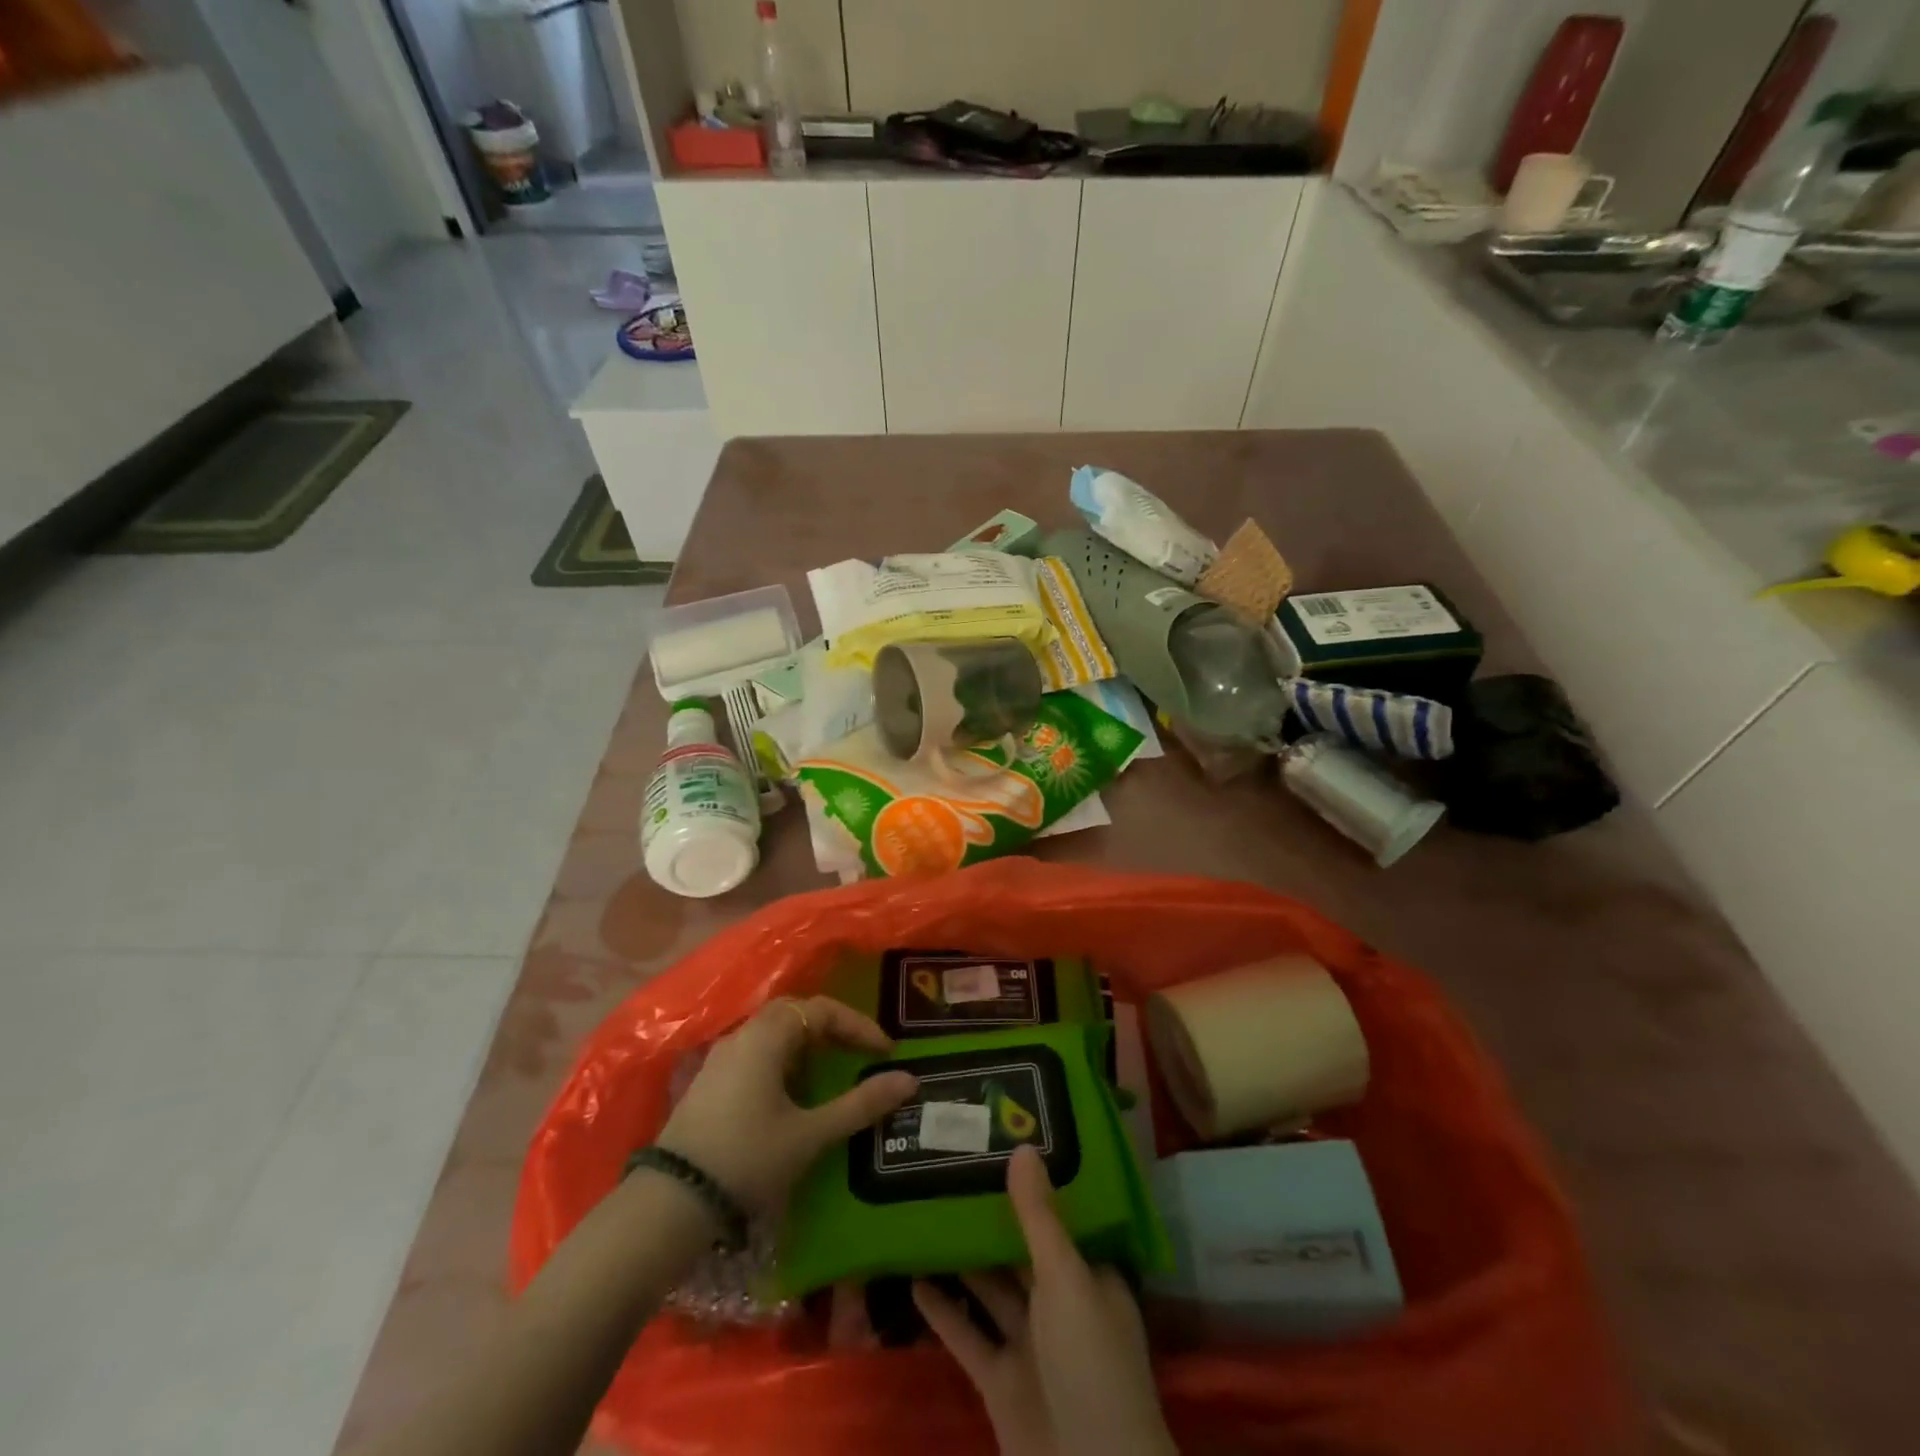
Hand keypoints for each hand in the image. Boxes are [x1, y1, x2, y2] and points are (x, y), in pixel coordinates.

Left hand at [656, 996, 917, 1211]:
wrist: (670, 1205)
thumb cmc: (748, 1159)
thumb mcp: (810, 1134)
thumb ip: (860, 1105)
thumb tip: (909, 1080)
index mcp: (767, 1036)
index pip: (821, 1010)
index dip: (857, 1026)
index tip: (884, 1052)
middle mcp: (741, 1036)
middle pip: (794, 1014)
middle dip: (831, 1029)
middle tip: (859, 1054)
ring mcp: (719, 1060)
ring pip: (772, 1035)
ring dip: (807, 1047)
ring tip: (832, 1075)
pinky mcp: (707, 1085)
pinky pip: (755, 1056)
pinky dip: (784, 1063)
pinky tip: (792, 1096)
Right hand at [913, 1145, 1175, 1455]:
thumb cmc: (1090, 1362)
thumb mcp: (1066, 1279)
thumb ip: (1038, 1217)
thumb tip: (1022, 1146)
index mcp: (1089, 1276)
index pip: (1060, 1218)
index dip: (1033, 1184)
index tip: (1000, 1145)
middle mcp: (1060, 1304)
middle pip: (1021, 1251)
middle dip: (991, 1218)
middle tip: (951, 1168)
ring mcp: (1029, 1345)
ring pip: (991, 1290)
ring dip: (962, 1260)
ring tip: (925, 1209)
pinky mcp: (999, 1382)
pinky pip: (968, 1335)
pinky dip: (943, 1310)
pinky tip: (914, 1276)